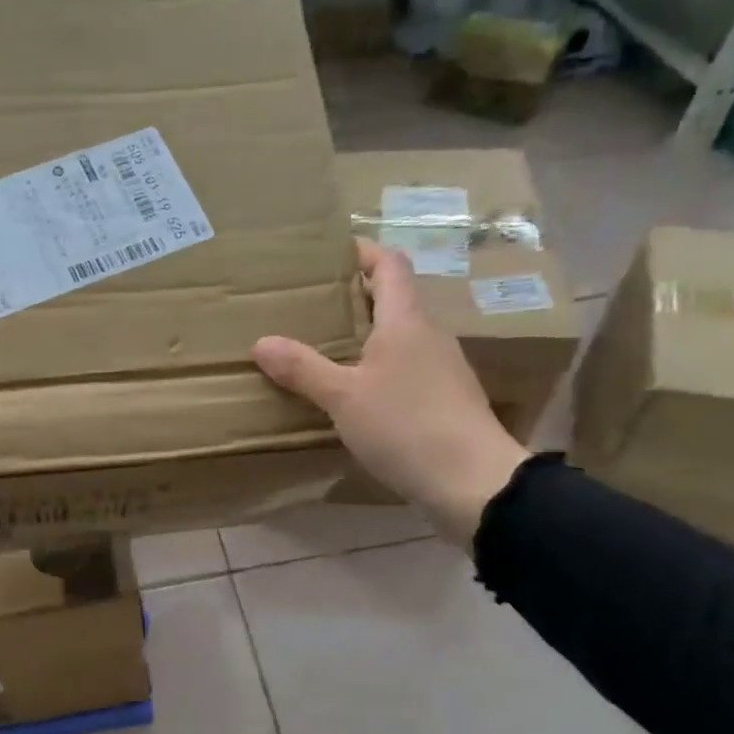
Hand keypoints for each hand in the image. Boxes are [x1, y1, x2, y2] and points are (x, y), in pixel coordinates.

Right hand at [253, 239, 527, 544]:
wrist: (472, 481)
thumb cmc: (405, 426)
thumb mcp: (343, 397)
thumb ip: (303, 369)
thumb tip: (261, 342)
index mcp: (406, 321)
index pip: (389, 265)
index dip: (363, 252)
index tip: (330, 253)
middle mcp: (429, 335)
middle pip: (394, 300)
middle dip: (355, 298)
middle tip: (312, 306)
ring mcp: (442, 369)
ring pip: (400, 338)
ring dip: (367, 336)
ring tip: (326, 349)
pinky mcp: (445, 400)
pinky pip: (406, 369)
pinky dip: (379, 369)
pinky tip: (357, 394)